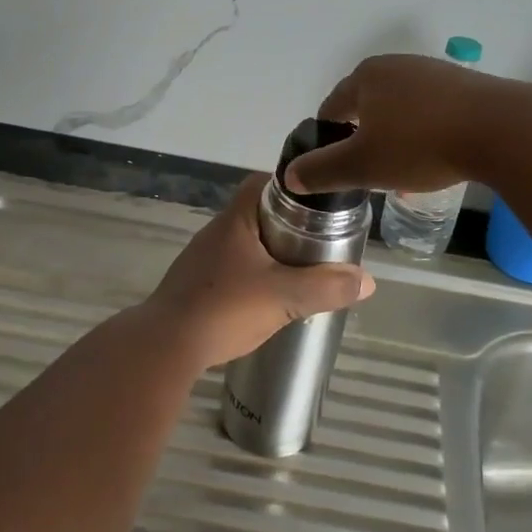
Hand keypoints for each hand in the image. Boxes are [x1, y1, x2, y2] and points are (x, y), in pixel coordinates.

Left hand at [143, 174, 375, 366]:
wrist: (164, 347)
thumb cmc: (224, 309)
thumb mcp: (284, 298)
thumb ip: (326, 287)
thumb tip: (366, 280)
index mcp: (235, 220)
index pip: (262, 183)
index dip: (292, 188)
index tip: (319, 203)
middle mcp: (216, 232)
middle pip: (257, 214)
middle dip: (288, 225)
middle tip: (319, 242)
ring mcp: (202, 260)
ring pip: (245, 245)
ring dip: (271, 253)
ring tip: (301, 270)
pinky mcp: (196, 286)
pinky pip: (232, 270)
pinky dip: (253, 276)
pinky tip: (268, 298)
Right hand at [285, 54, 514, 194]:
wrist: (500, 129)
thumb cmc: (420, 144)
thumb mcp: (364, 165)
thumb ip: (323, 170)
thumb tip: (290, 176)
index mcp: (365, 77)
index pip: (332, 107)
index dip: (328, 139)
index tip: (334, 166)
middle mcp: (396, 65)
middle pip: (367, 107)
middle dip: (365, 140)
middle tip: (369, 172)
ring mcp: (432, 71)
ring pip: (400, 110)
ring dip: (396, 139)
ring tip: (404, 173)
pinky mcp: (464, 84)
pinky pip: (431, 111)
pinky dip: (425, 133)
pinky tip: (436, 158)